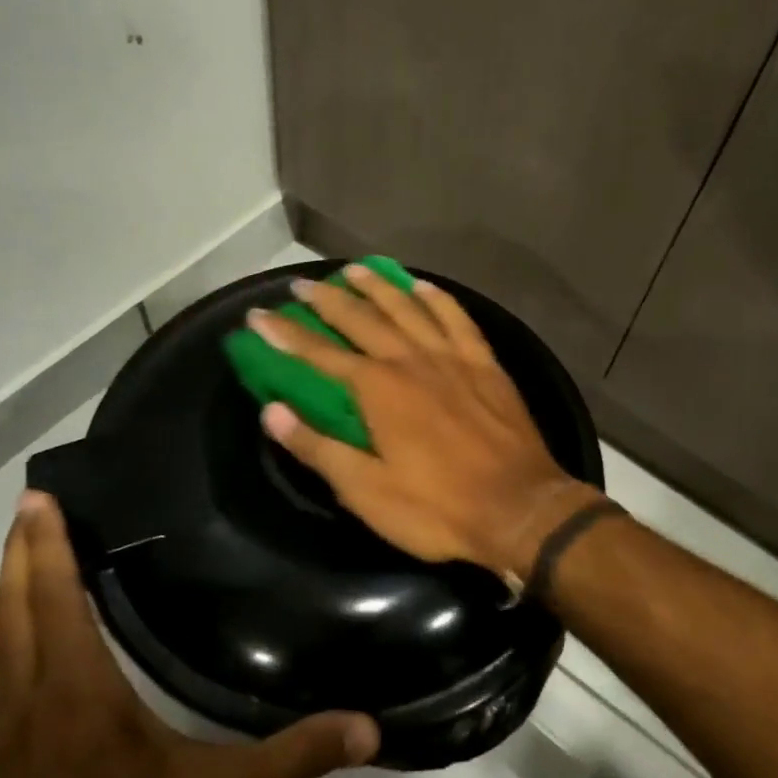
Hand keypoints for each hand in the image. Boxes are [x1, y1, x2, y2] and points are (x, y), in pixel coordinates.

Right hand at [247, 263, 603, 588]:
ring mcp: (452, 358)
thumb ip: (317, 448)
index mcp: (378, 390)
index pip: (319, 354)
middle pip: (362, 319)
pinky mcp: (486, 364)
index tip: (258, 315)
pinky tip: (423, 286)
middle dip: (327, 300)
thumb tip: (271, 411)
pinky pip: (458, 319)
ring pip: (408, 308)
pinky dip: (438, 298)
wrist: (519, 509)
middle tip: (303, 283)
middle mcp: (411, 360)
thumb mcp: (366, 490)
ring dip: (378, 287)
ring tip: (355, 269)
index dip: (285, 335)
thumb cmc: (437, 508)